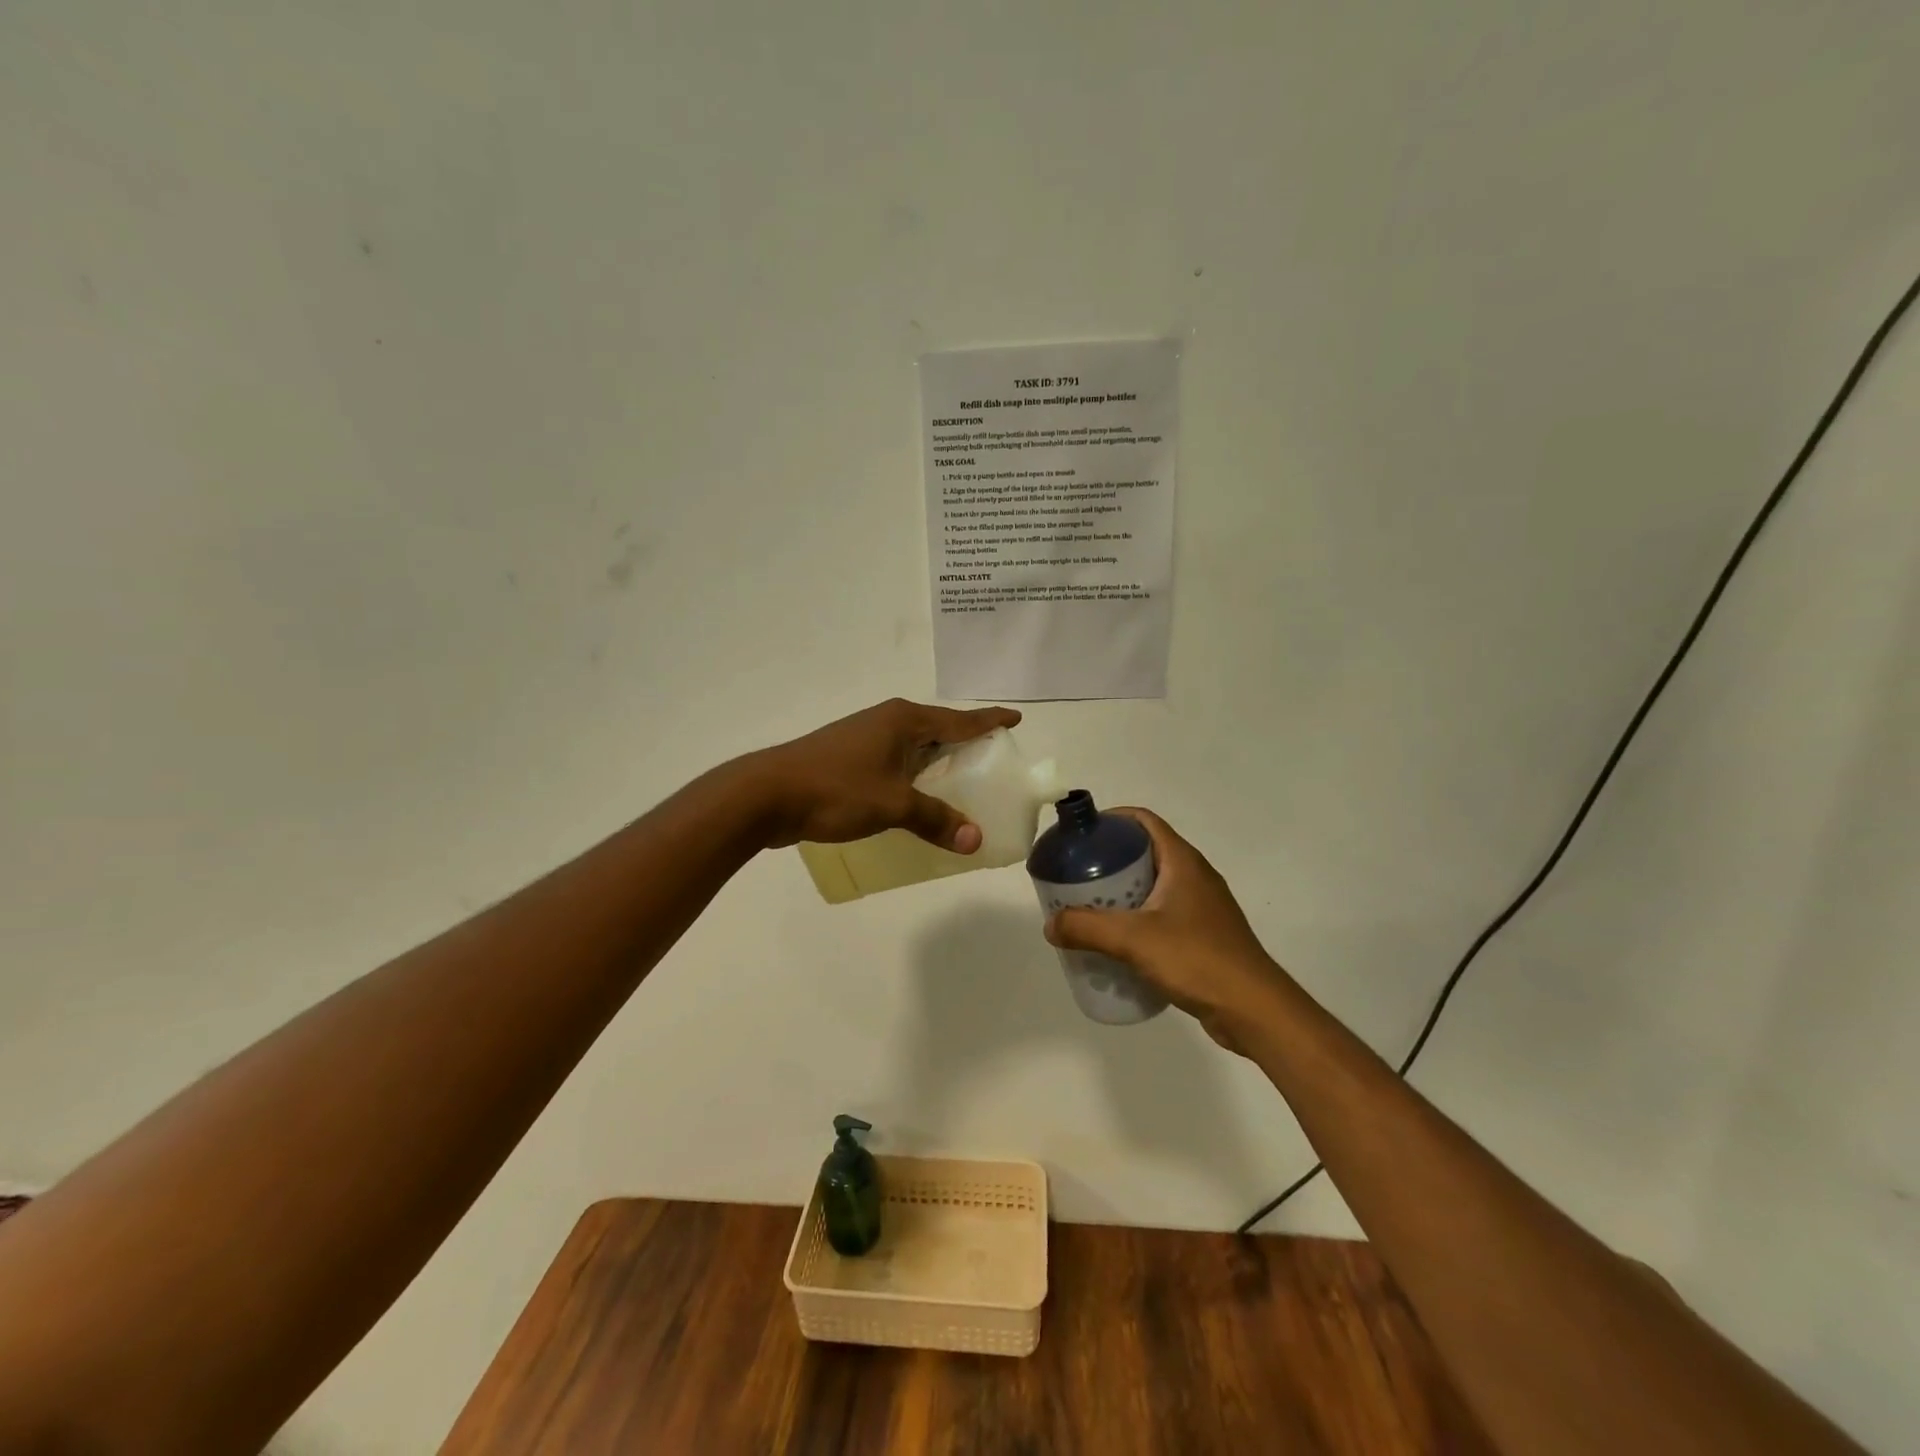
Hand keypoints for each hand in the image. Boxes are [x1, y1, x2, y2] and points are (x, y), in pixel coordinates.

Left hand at [747, 698, 1021, 851]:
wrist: (767, 794)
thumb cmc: (835, 789)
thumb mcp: (893, 805)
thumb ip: (935, 820)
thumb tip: (975, 840)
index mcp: (903, 720)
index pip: (958, 719)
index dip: (989, 721)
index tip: (1016, 719)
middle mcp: (886, 722)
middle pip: (937, 730)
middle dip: (964, 743)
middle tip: (992, 762)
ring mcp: (864, 738)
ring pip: (913, 748)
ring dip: (936, 763)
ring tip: (961, 783)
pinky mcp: (847, 758)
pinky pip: (894, 764)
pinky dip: (913, 778)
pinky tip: (917, 800)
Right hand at [1045, 809, 1292, 1052]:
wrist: (1254, 1009)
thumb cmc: (1197, 959)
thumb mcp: (1134, 940)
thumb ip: (1087, 929)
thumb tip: (1050, 924)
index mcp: (1182, 861)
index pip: (1143, 820)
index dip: (1112, 820)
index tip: (1080, 835)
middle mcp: (1195, 876)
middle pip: (1145, 852)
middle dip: (1109, 860)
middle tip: (1076, 877)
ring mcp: (1203, 906)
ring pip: (1154, 885)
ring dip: (1122, 892)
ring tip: (1090, 909)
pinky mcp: (1205, 934)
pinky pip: (1164, 913)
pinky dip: (1138, 918)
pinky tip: (1119, 943)